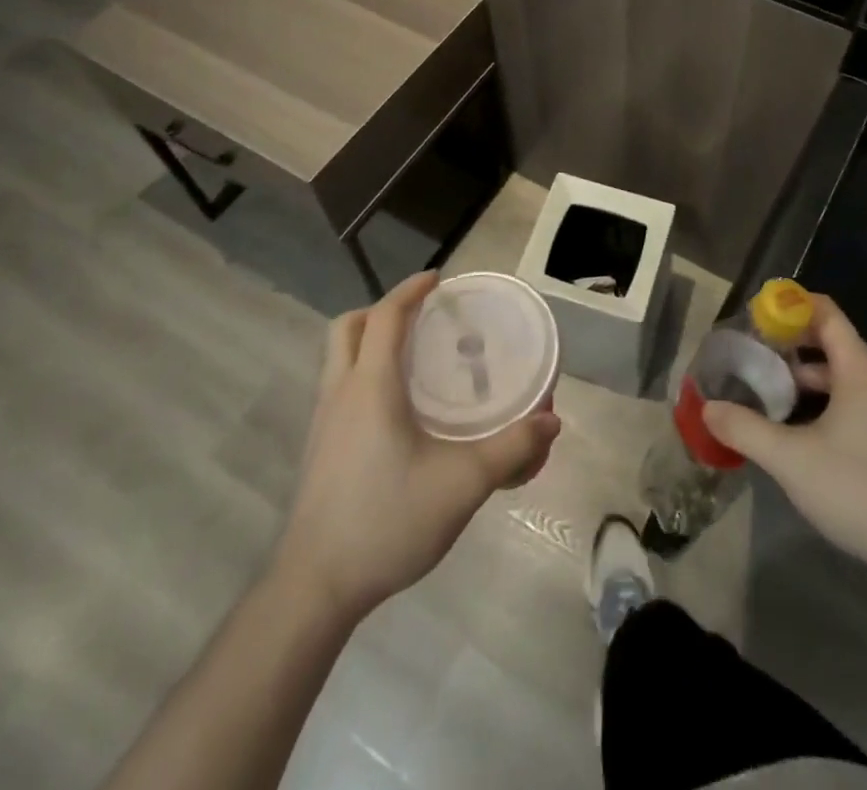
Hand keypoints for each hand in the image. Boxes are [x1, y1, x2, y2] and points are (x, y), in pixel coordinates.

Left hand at [272, 272, 560, 620]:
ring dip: (369, 341)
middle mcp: (340, 393)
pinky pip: (338, 387)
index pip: (386, 317)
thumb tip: (551, 422)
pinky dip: (363, 373)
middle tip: (421, 317)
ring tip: (412, 357)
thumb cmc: (386, 521)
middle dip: (382, 310)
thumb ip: (511, 450)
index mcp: (370, 387)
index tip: (439, 279)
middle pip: (348, 327)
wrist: (315, 589)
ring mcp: (322, 423)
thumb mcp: (462, 485)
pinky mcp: (318, 450)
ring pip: (337, 357)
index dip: (410, 290)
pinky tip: (396, 409)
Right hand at [702, 293, 866, 587]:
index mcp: (860, 369)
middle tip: (751, 356)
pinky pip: (855, 400)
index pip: (825, 312)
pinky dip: (824, 401)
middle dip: (790, 344)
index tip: (755, 316)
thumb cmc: (862, 490)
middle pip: (832, 341)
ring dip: (805, 378)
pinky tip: (801, 432)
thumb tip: (709, 408)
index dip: (789, 306)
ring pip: (842, 375)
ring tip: (768, 394)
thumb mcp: (792, 460)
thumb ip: (746, 430)